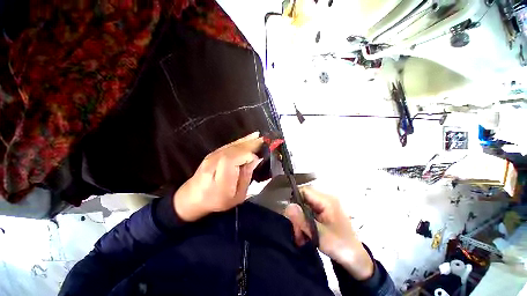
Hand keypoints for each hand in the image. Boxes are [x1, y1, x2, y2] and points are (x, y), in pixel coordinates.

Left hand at [173, 132, 262, 221]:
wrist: (193, 196)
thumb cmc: (217, 200)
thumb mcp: (236, 196)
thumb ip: (246, 177)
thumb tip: (255, 160)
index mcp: (220, 177)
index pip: (234, 159)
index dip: (248, 156)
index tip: (259, 158)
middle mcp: (215, 162)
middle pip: (235, 149)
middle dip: (250, 144)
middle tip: (265, 140)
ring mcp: (213, 155)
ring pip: (233, 145)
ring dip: (247, 140)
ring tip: (259, 137)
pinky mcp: (213, 152)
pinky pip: (230, 145)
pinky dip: (241, 141)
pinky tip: (249, 138)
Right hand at [284, 186, 373, 279]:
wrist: (356, 260)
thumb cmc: (340, 246)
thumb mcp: (319, 235)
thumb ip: (302, 220)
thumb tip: (287, 206)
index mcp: (327, 201)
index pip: (304, 191)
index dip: (295, 200)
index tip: (292, 217)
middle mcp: (325, 200)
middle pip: (303, 199)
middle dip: (297, 215)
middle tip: (296, 232)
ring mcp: (325, 207)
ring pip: (304, 207)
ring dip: (300, 221)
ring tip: (300, 237)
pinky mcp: (324, 213)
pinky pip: (309, 213)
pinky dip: (305, 223)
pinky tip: (305, 235)